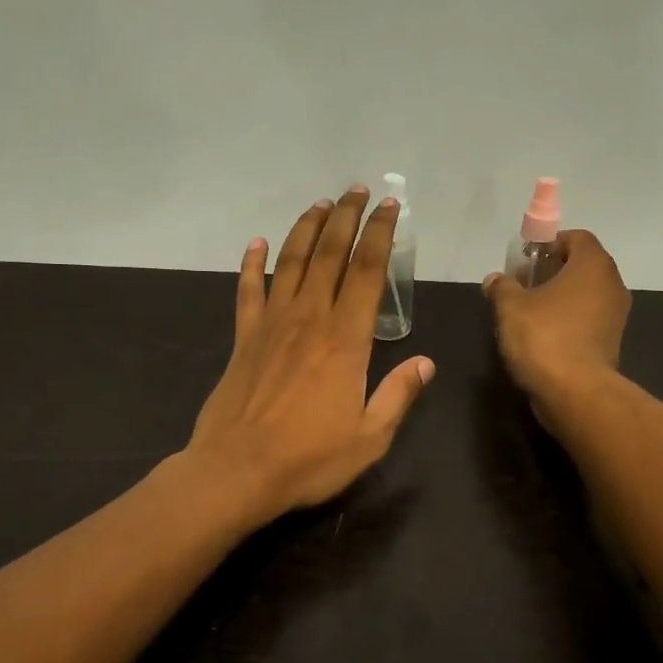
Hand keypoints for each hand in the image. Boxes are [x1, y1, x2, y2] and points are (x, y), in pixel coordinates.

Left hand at [186, 187, 435, 525]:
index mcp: (345, 340)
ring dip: (306, 230)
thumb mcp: (370, 437)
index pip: (368, 272)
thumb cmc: (309, 458)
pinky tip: (256, 243)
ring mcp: (271, 325)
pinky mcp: (243, 338)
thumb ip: (398, 395)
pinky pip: (248, 291)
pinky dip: (251, 264)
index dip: (380, 235)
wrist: (237, 471)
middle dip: (346, 218)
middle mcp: (309, 319)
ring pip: (290, 263)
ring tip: (320, 205)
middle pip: (329, 255)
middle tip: (357, 190)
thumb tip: (425, 363)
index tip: (390, 208)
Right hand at [483, 230, 630, 406]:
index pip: (577, 237)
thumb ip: (502, 287)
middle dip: (554, 271)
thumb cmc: (543, 337)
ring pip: (587, 295)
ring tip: (530, 312)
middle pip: (583, 266)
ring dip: (562, 298)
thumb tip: (495, 280)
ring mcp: (616, 316)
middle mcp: (612, 285)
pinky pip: (588, 320)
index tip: (526, 260)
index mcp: (593, 265)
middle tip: (524, 285)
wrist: (575, 392)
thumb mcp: (510, 307)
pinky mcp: (611, 342)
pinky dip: (570, 321)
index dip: (551, 243)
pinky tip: (545, 336)